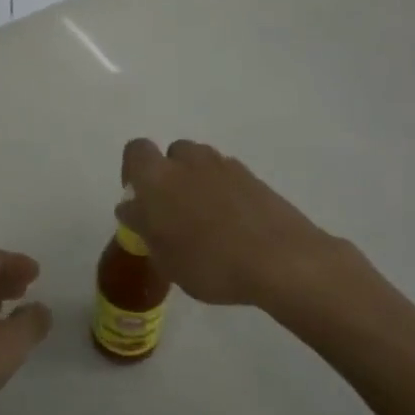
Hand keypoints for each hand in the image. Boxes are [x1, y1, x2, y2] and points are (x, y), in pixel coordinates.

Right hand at [119, 138, 361, 314]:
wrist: (282, 261)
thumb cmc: (210, 263)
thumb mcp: (164, 257)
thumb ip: (143, 226)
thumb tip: (132, 207)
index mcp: (158, 177)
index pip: (136, 151)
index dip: (133, 170)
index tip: (138, 198)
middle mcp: (189, 162)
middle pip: (173, 154)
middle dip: (170, 175)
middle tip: (173, 211)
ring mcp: (226, 167)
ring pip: (202, 164)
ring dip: (197, 182)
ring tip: (205, 220)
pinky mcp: (255, 179)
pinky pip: (228, 178)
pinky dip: (225, 193)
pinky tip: (233, 226)